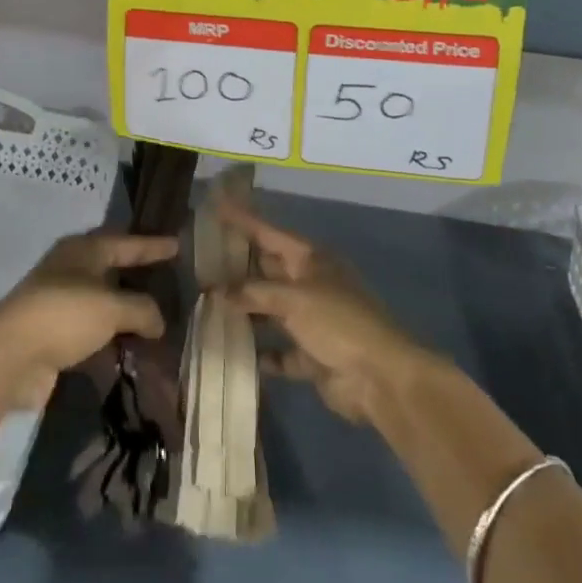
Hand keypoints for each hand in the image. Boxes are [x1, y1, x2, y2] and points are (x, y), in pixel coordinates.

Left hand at [0, 232, 175, 407]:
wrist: (11, 356)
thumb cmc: (65, 315)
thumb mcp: (112, 307)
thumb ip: (143, 310)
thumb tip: (159, 322)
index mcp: (83, 251)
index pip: (126, 242)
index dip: (153, 245)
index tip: (177, 244)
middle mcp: (70, 270)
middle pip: (112, 269)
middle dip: (138, 276)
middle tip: (168, 279)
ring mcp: (60, 303)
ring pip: (103, 303)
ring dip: (127, 313)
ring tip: (159, 321)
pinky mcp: (55, 335)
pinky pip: (93, 332)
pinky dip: (112, 339)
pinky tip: (133, 350)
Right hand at [220, 198, 431, 423]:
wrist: (380, 378)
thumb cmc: (338, 323)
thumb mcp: (294, 298)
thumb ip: (253, 293)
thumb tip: (218, 291)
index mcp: (312, 260)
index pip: (270, 233)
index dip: (243, 219)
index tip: (217, 205)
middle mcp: (311, 285)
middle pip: (268, 270)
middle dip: (238, 267)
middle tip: (201, 260)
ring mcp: (313, 321)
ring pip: (270, 310)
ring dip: (245, 310)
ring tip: (207, 305)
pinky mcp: (313, 355)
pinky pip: (280, 351)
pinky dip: (261, 352)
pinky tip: (233, 350)